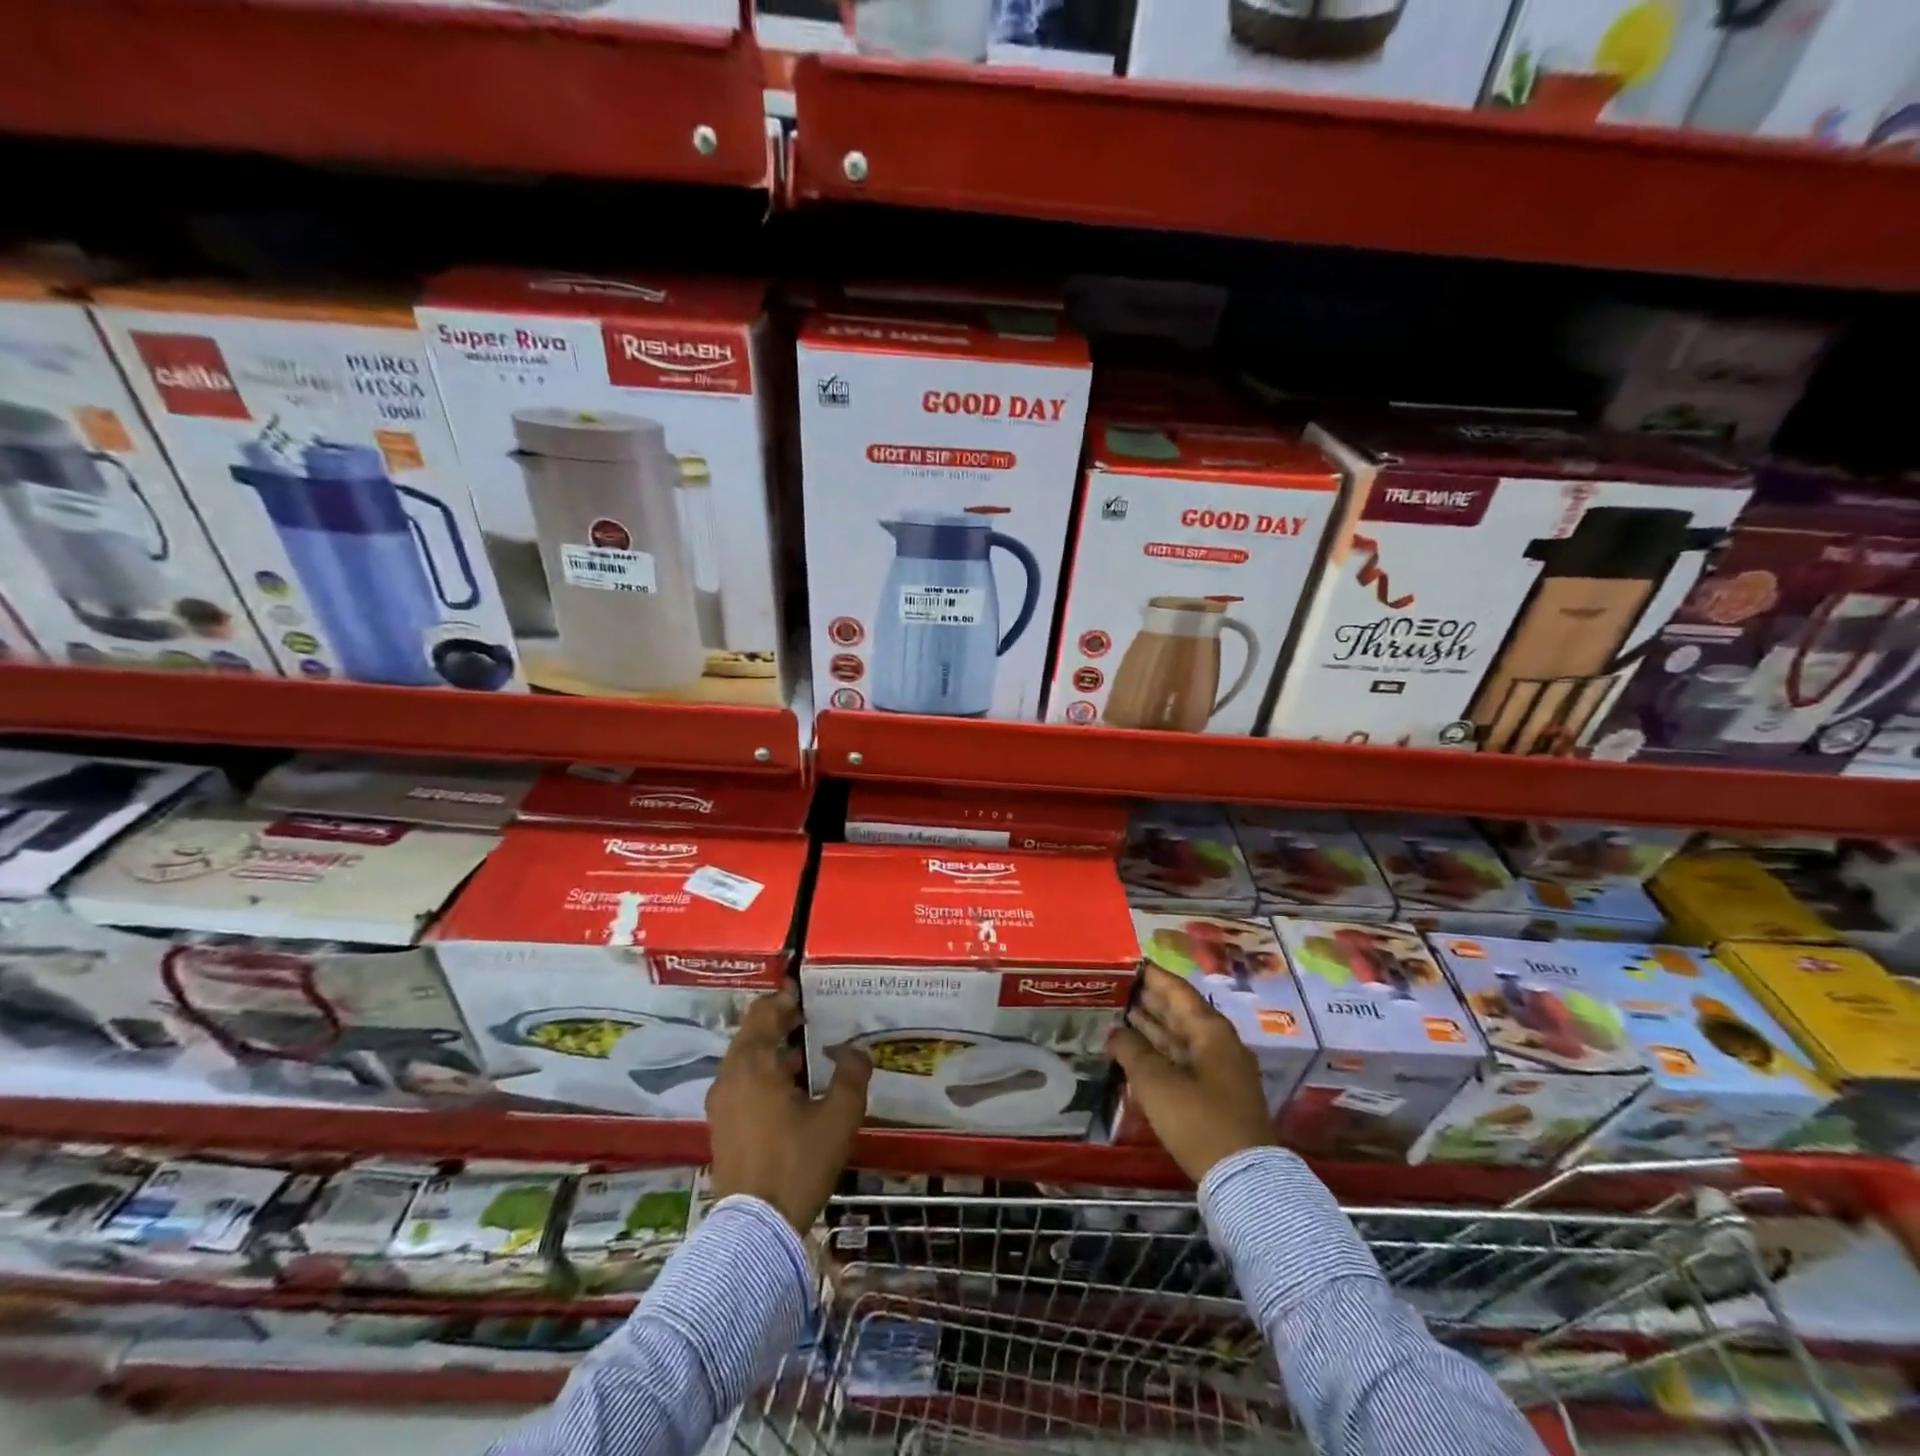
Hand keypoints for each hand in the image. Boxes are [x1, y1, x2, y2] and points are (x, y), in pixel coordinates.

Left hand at [707, 987, 871, 1232]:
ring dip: (774, 1051)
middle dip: (781, 1023)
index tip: (808, 993)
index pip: (763, 1013)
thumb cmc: (797, 1163)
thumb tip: (858, 1049)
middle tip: (814, 1018)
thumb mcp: (837, 1117)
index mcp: (753, 1064)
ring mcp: (722, 1104)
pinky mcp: (723, 1128)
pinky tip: (793, 1090)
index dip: (785, 998)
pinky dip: (765, 1075)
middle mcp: (730, 1077)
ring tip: (809, 1053)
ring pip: (747, 1061)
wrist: (755, 1231)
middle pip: (753, 1035)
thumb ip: (851, 1075)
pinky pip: (743, 1085)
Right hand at [1110, 964, 1273, 1184]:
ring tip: (1118, 1013)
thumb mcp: (1157, 1082)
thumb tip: (1114, 1032)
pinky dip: (1159, 1051)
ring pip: (1180, 1037)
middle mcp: (1218, 1043)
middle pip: (1180, 1012)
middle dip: (1148, 999)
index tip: (1126, 963)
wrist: (1243, 1179)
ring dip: (1152, 1026)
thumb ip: (1132, 1051)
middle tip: (1115, 987)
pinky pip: (1182, 1059)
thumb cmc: (1198, 1120)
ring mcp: (1220, 1070)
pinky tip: (1137, 1052)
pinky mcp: (1216, 1094)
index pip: (1177, 990)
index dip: (1151, 975)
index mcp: (1210, 1030)